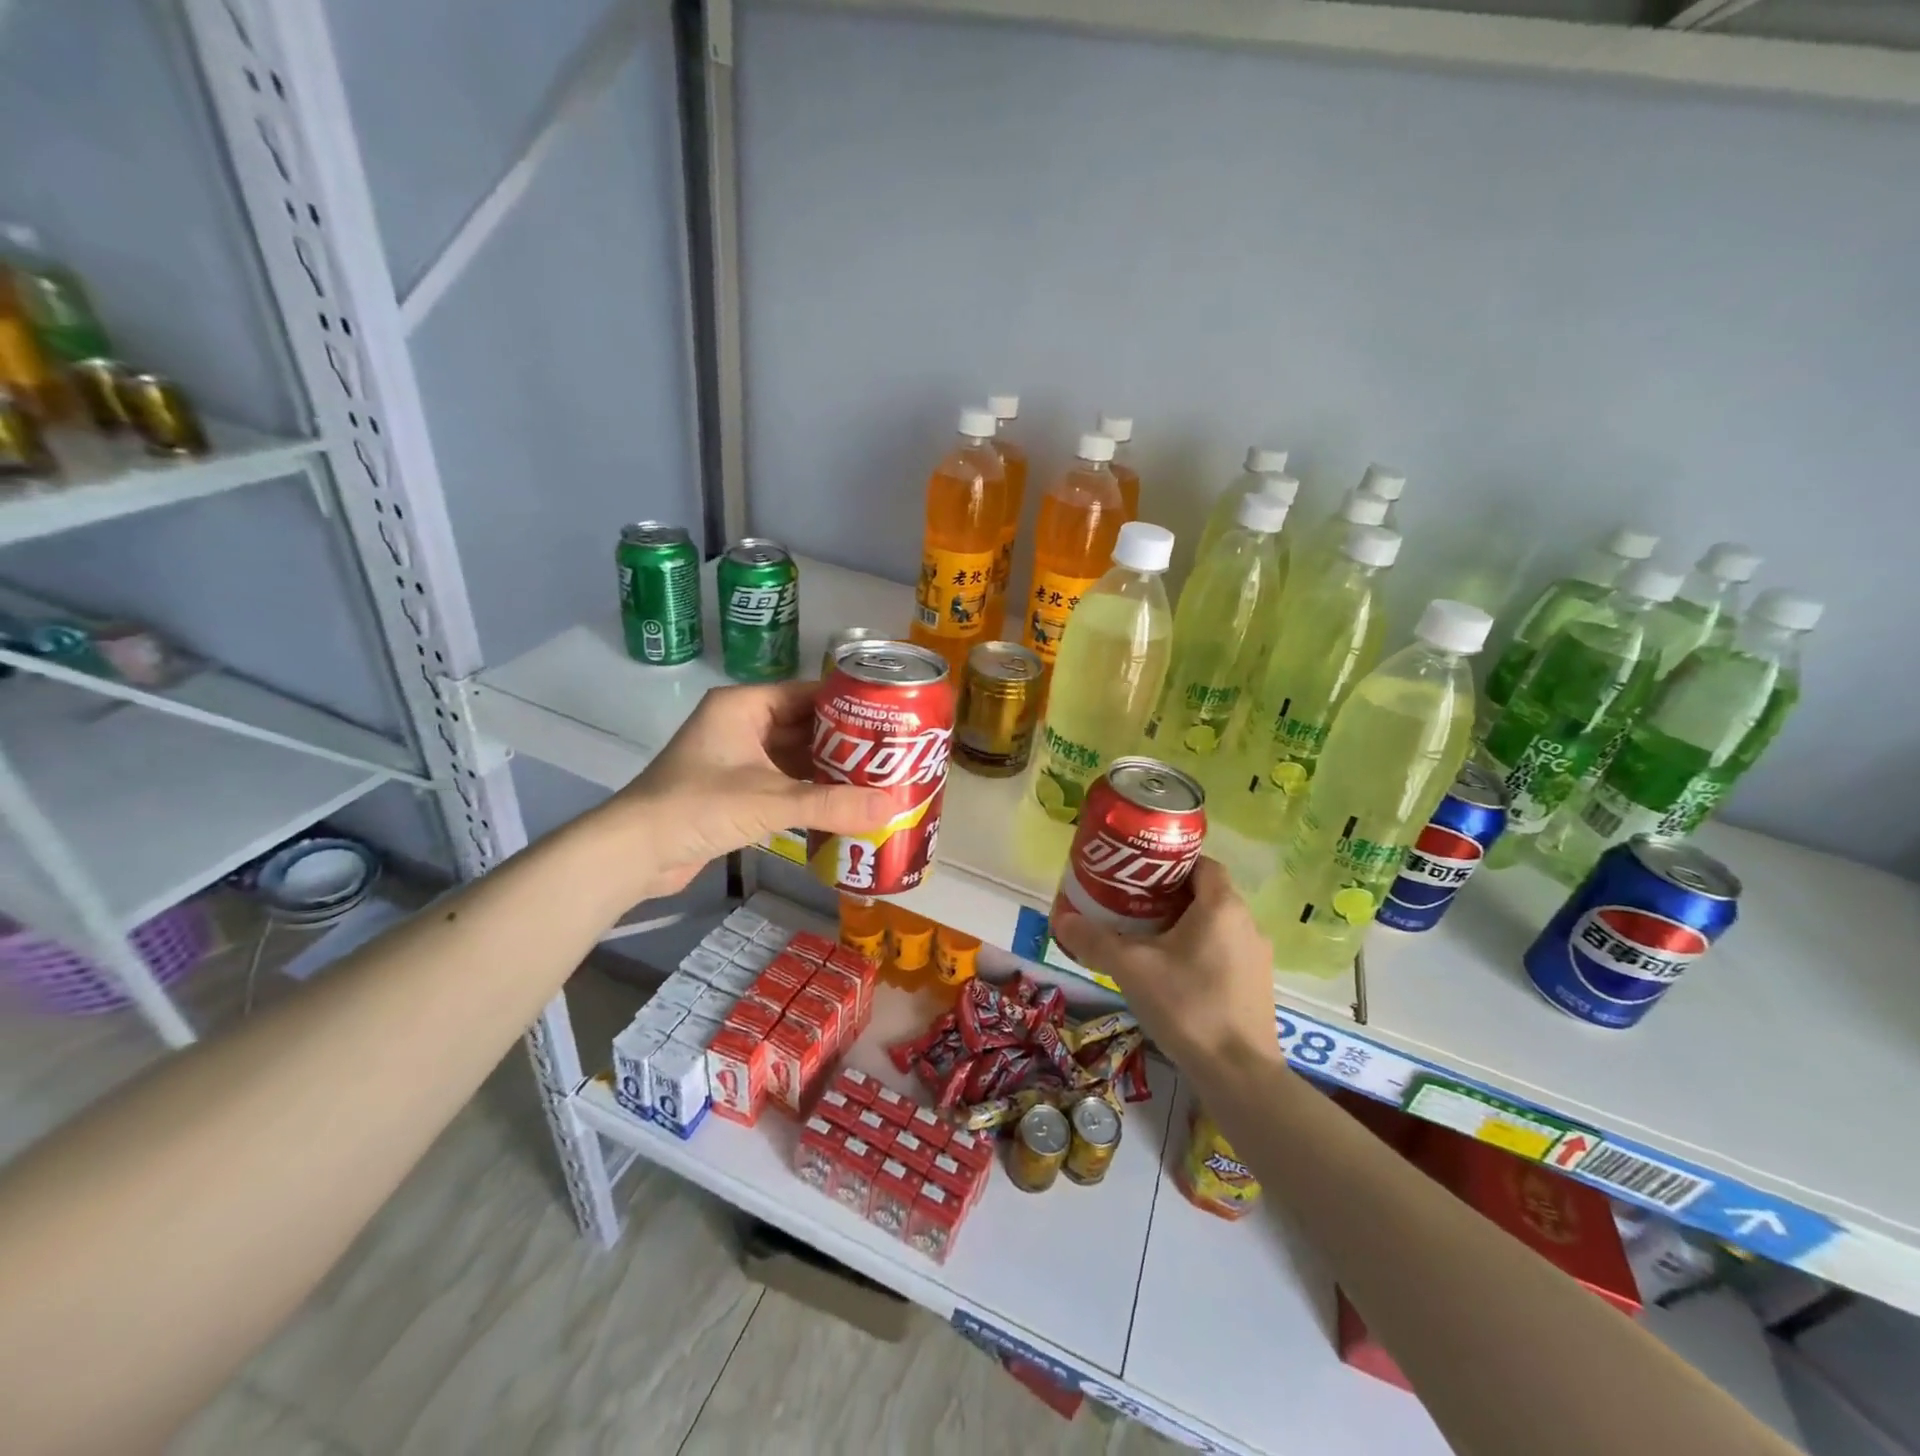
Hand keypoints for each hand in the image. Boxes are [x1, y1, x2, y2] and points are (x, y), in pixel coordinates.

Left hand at [594, 681, 891, 901]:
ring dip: (829, 770)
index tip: (890, 719)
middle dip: (845, 742)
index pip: (808, 693)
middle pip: (805, 726)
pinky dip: (809, 792)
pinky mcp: (735, 790)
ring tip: (878, 779)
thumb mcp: (770, 801)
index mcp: (744, 706)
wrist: (634, 852)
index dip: (849, 705)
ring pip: (795, 756)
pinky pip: (783, 782)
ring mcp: (737, 758)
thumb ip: (832, 804)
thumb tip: (893, 808)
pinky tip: (844, 803)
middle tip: (892, 754)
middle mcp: (742, 724)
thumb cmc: (698, 806)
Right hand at [1051, 858, 1280, 1071]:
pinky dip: (1199, 950)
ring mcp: (1257, 956)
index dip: (1170, 862)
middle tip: (1132, 903)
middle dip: (1169, 895)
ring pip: (1216, 924)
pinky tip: (1172, 972)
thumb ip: (1095, 940)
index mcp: (1222, 906)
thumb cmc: (1187, 1005)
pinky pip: (1225, 951)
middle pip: (1206, 893)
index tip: (1139, 872)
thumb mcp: (1131, 968)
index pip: (1201, 862)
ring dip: (1184, 924)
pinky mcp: (1257, 985)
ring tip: (1147, 937)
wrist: (1238, 1073)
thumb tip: (1062, 919)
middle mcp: (1247, 923)